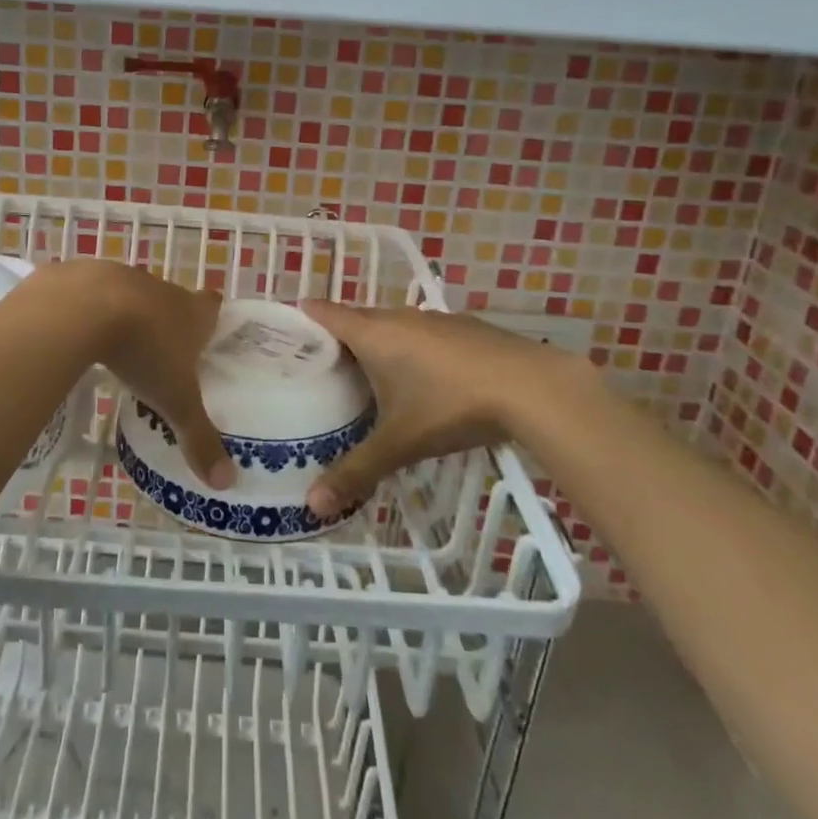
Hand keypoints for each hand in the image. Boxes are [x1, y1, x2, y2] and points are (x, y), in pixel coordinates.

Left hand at [40, 260, 236, 490]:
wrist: (82, 308)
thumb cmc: (142, 351)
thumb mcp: (174, 402)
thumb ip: (199, 438)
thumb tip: (227, 483)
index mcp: (190, 312)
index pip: (212, 305)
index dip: (211, 317)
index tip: (207, 333)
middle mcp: (160, 288)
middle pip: (171, 300)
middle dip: (167, 321)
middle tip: (161, 353)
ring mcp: (120, 276)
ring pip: (130, 294)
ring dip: (126, 315)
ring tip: (117, 346)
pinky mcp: (82, 274)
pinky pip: (89, 293)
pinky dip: (86, 311)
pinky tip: (76, 334)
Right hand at [298, 301, 586, 517]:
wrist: (532, 387)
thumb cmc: (451, 406)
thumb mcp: (400, 443)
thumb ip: (356, 472)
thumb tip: (312, 505)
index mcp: (374, 334)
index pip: (325, 312)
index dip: (302, 317)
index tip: (284, 332)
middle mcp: (400, 317)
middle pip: (357, 317)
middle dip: (337, 336)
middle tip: (320, 366)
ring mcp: (436, 319)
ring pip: (393, 324)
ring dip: (378, 342)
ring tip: (367, 374)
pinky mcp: (466, 328)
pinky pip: (423, 332)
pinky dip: (412, 347)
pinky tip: (424, 378)